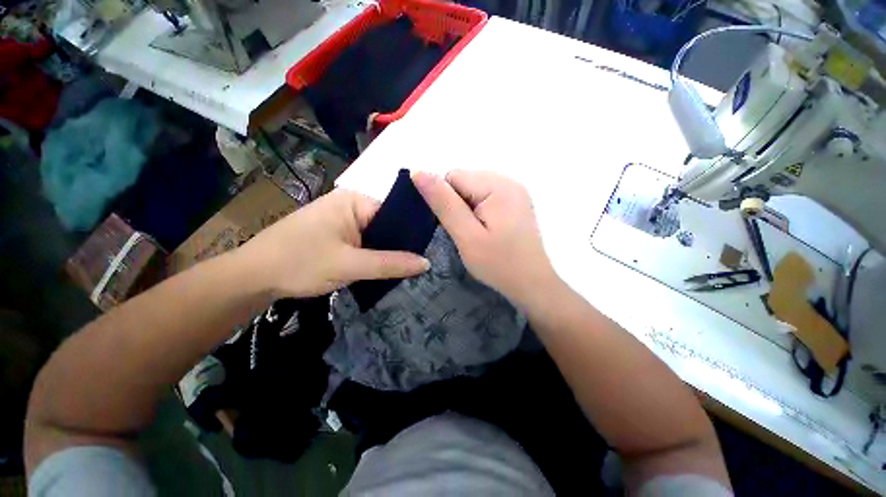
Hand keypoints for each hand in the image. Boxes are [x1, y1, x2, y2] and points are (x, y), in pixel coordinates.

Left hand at [235, 188, 429, 297]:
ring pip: (379, 234)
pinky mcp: (339, 234)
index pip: (397, 211)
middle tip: (426, 261)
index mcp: (356, 200)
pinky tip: (390, 266)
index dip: (415, 230)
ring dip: (391, 250)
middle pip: (389, 223)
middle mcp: (353, 205)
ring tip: (413, 266)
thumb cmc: (299, 263)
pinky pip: (367, 241)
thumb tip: (427, 263)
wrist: (253, 277)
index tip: (433, 248)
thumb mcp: (350, 265)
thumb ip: (390, 263)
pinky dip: (377, 254)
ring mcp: (345, 219)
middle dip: (404, 243)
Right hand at [412, 170, 558, 306]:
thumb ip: (442, 203)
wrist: (532, 284)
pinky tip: (487, 231)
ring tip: (477, 234)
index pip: (453, 177)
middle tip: (466, 233)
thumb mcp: (466, 235)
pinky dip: (478, 212)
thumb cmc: (499, 264)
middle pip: (464, 181)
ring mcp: (515, 191)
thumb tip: (417, 172)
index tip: (454, 226)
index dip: (445, 202)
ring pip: (473, 190)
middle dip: (457, 205)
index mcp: (498, 185)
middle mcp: (509, 180)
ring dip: (467, 210)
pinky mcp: (515, 202)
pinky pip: (485, 198)